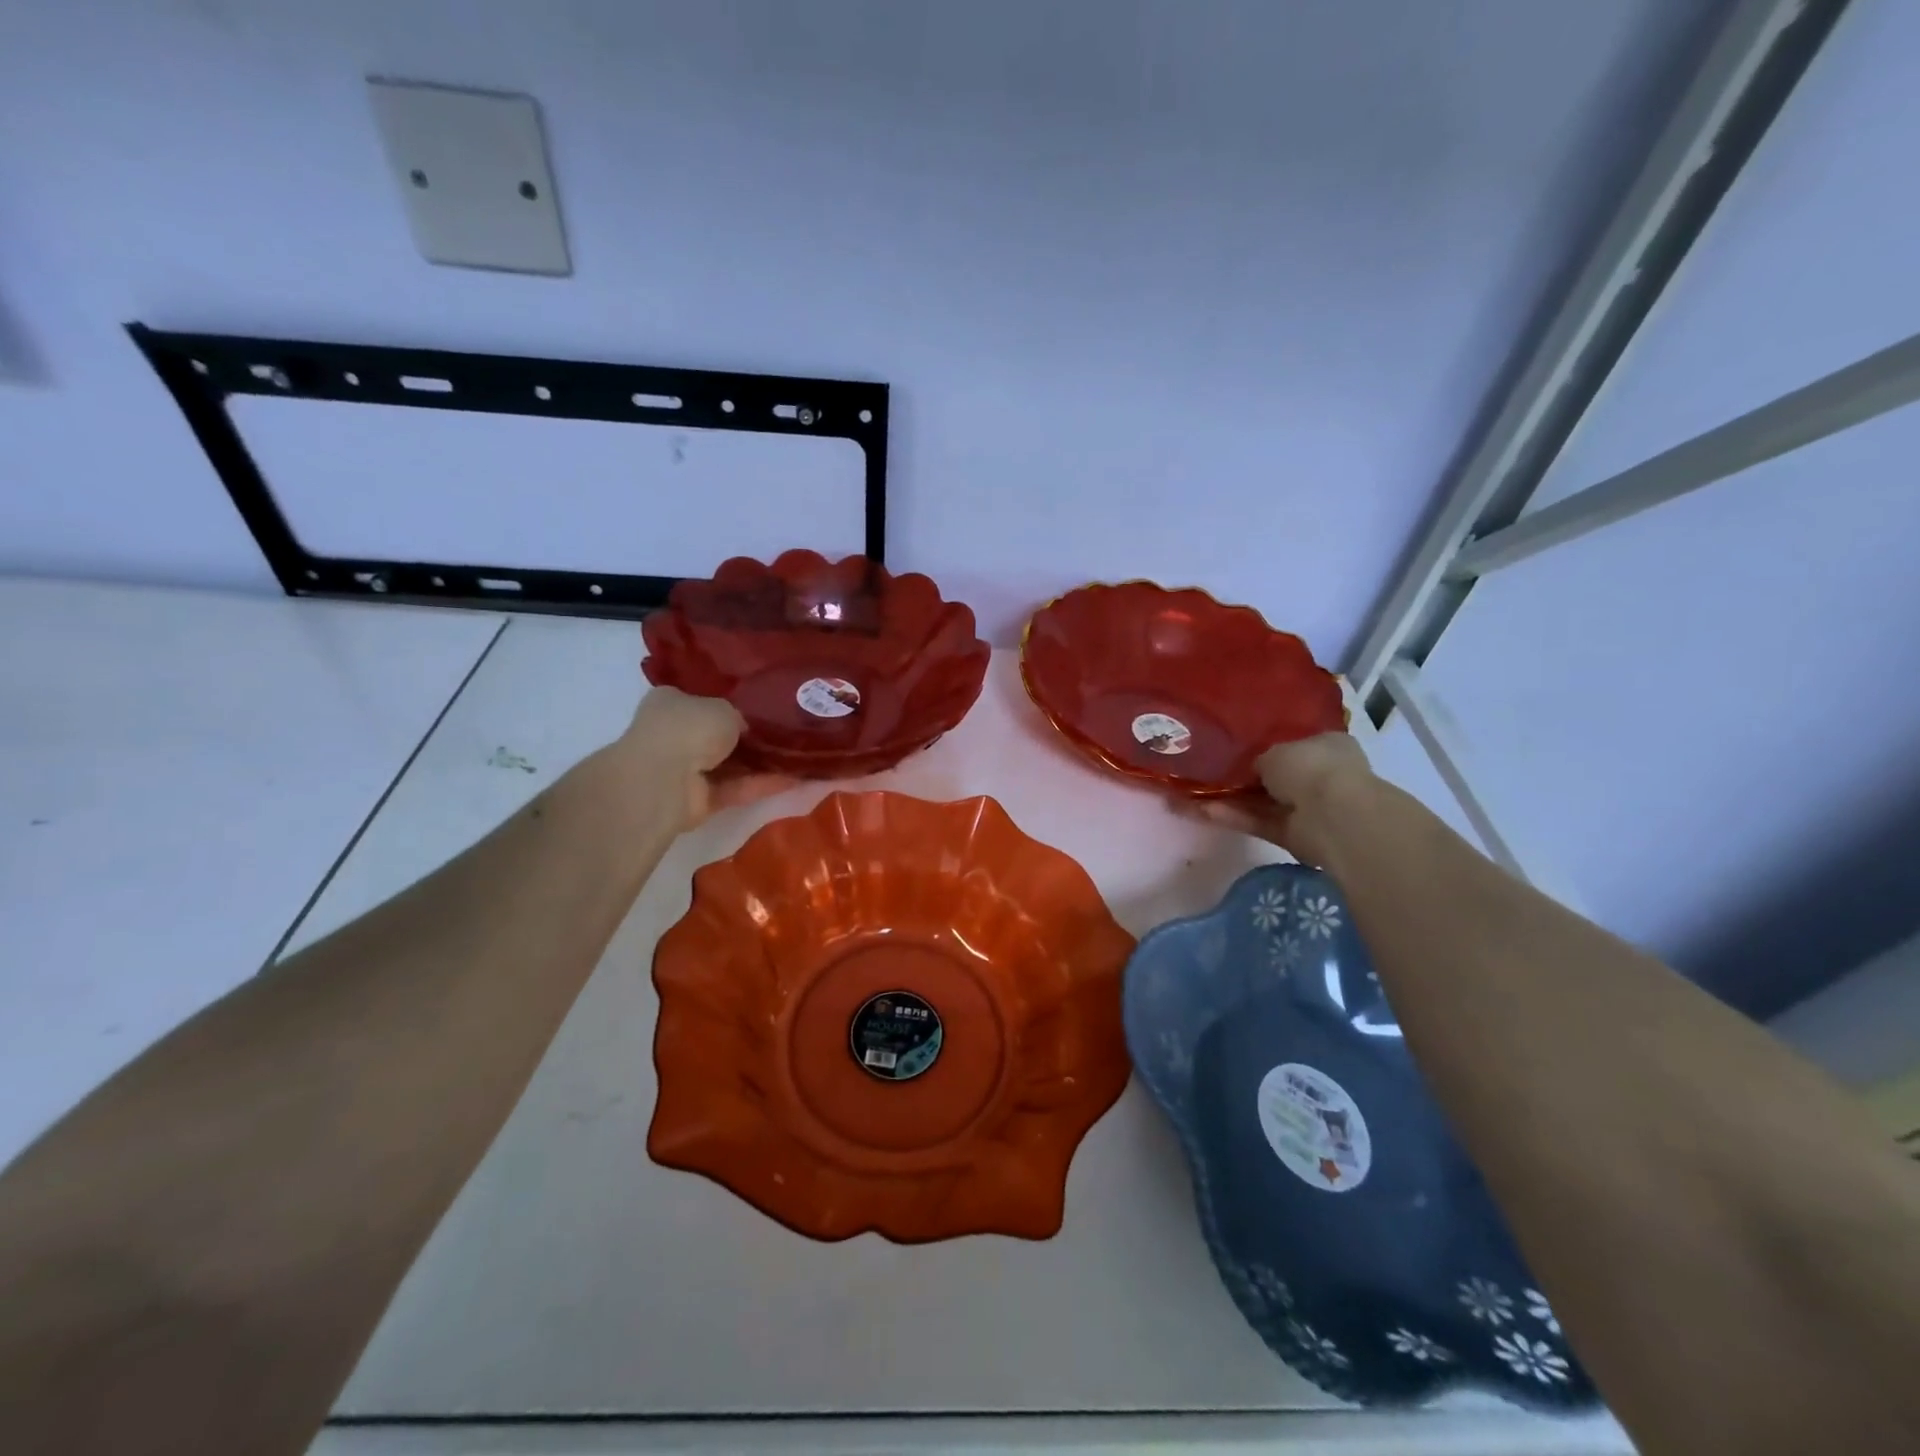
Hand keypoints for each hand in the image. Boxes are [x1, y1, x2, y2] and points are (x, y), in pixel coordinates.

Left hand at [614, 686, 793, 829]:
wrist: (664, 780)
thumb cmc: (688, 728)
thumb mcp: (724, 707)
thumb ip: (739, 717)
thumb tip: (749, 730)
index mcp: (671, 703)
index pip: (703, 701)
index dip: (733, 705)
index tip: (765, 709)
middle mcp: (675, 735)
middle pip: (720, 736)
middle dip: (752, 738)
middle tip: (791, 734)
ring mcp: (687, 771)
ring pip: (732, 765)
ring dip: (764, 764)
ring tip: (804, 758)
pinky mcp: (701, 800)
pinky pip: (738, 789)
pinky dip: (765, 785)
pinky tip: (799, 779)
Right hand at [1187, 732, 1372, 860]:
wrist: (1333, 816)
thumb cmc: (1310, 767)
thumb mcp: (1274, 750)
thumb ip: (1260, 759)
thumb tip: (1252, 770)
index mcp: (1327, 746)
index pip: (1295, 744)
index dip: (1266, 747)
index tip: (1236, 749)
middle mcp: (1321, 775)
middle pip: (1276, 777)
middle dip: (1245, 778)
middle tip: (1209, 773)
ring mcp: (1309, 808)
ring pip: (1264, 802)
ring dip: (1232, 800)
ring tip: (1194, 795)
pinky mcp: (1295, 835)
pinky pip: (1261, 822)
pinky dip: (1236, 817)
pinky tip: (1203, 811)